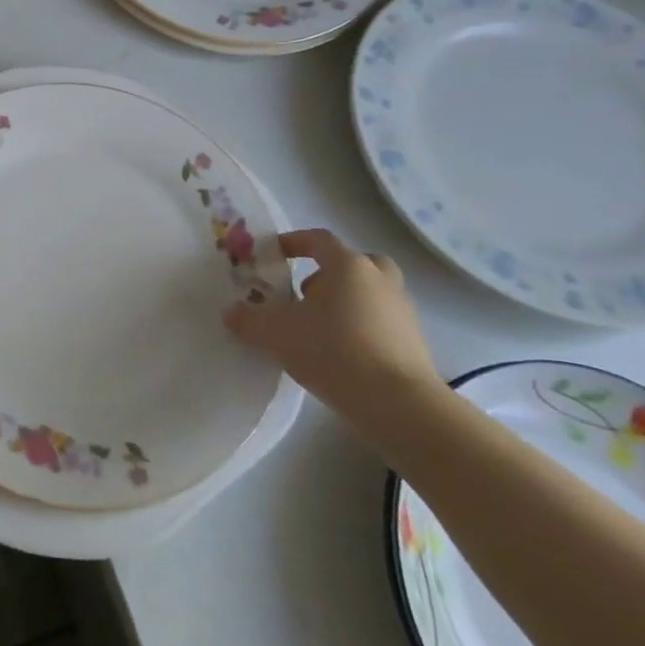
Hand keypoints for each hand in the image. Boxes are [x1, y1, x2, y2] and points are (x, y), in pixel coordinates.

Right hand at [223, 228, 442, 446]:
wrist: (399, 405)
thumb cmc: (334, 351)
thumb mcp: (276, 333)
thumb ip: (248, 319)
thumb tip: (230, 312)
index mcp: (349, 266)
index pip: (319, 240)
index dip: (293, 242)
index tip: (273, 254)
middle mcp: (380, 281)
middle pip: (356, 263)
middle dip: (330, 273)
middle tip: (307, 293)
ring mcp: (402, 312)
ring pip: (371, 293)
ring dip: (346, 303)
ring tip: (318, 330)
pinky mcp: (414, 344)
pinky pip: (381, 323)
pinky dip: (361, 330)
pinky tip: (340, 355)